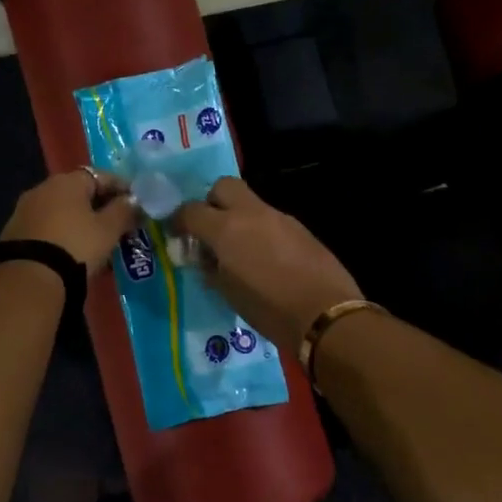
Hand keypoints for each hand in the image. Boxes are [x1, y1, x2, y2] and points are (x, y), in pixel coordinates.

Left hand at [1, 169, 138, 275]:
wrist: (29, 277)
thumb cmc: (76, 246)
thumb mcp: (108, 230)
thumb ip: (124, 211)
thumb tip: (134, 201)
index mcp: (67, 181)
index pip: (101, 176)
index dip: (122, 188)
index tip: (137, 204)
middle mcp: (43, 188)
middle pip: (80, 193)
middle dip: (101, 207)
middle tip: (118, 225)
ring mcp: (25, 209)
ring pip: (62, 211)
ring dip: (81, 222)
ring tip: (97, 243)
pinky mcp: (14, 232)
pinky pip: (48, 227)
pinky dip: (63, 234)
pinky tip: (73, 252)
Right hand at [170, 178, 362, 351]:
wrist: (325, 314)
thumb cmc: (268, 309)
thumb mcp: (227, 293)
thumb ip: (211, 268)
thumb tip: (206, 257)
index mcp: (226, 229)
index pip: (191, 210)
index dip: (179, 220)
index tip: (176, 233)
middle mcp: (251, 214)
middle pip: (224, 187)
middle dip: (211, 202)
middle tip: (209, 229)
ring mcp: (279, 218)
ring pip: (250, 203)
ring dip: (238, 218)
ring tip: (238, 250)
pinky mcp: (300, 229)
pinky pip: (271, 220)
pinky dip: (260, 231)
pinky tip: (265, 258)